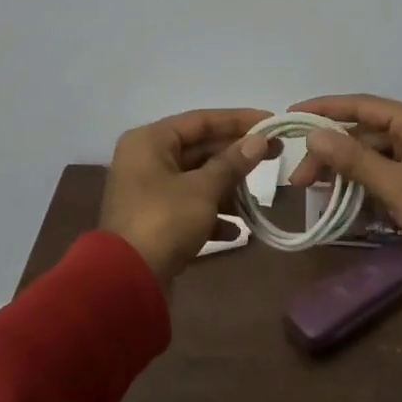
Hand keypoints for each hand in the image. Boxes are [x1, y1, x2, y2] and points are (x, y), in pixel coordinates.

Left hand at [99, 108, 271, 285]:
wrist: (125, 281)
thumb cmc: (164, 221)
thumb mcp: (203, 189)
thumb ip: (232, 163)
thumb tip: (259, 140)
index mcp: (150, 141)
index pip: (201, 120)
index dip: (239, 120)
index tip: (271, 122)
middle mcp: (146, 159)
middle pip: (200, 149)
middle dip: (237, 156)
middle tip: (276, 154)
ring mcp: (148, 191)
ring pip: (197, 179)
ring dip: (227, 190)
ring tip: (255, 201)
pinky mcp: (154, 220)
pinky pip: (189, 207)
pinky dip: (212, 216)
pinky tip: (236, 231)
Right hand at [285, 94, 401, 272]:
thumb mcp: (395, 184)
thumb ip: (353, 159)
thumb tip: (314, 135)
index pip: (362, 105)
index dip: (325, 109)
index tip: (292, 116)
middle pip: (363, 135)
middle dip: (330, 153)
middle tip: (301, 180)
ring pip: (371, 159)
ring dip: (343, 174)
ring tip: (316, 194)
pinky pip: (383, 179)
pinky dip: (361, 190)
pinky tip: (341, 207)